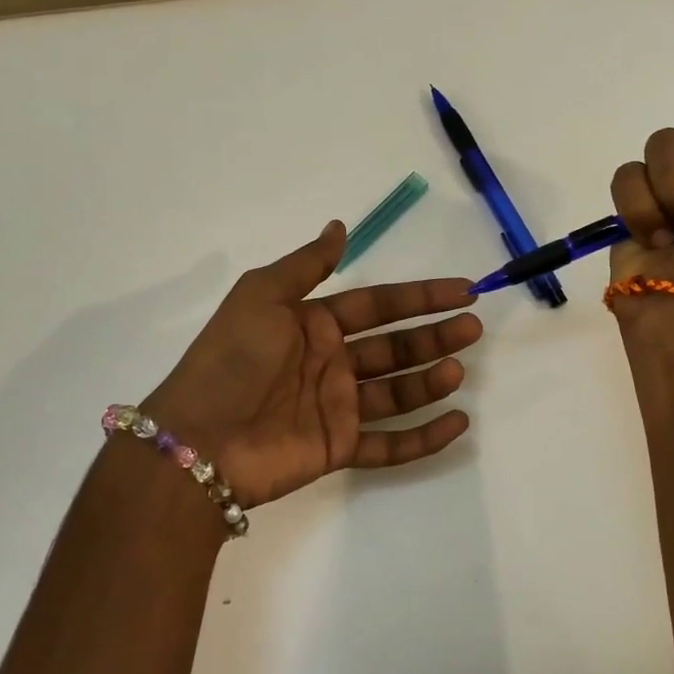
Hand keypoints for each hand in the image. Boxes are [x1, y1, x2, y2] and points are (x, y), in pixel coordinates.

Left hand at [144, 222, 481, 507]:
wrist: (201, 438)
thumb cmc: (233, 358)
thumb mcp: (263, 295)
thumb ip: (306, 264)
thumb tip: (339, 226)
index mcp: (313, 323)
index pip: (378, 305)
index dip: (420, 297)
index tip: (463, 290)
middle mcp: (330, 362)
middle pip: (394, 347)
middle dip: (433, 336)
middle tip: (473, 328)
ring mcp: (337, 406)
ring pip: (397, 392)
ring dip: (430, 381)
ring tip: (457, 369)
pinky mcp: (338, 447)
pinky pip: (390, 443)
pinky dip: (424, 437)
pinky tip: (458, 424)